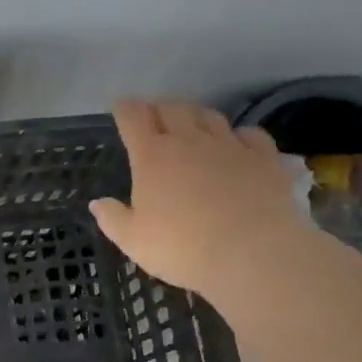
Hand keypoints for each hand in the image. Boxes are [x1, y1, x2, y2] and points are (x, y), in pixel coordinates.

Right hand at [90, 101, 304, 296]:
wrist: (253, 255)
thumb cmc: (183, 248)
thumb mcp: (133, 241)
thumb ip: (112, 218)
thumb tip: (97, 203)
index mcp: (152, 156)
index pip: (133, 117)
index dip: (124, 108)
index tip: (120, 107)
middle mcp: (189, 141)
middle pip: (172, 108)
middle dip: (159, 107)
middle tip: (153, 115)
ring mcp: (230, 146)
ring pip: (209, 115)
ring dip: (195, 115)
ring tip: (191, 124)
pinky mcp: (264, 158)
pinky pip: (250, 133)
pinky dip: (239, 134)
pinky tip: (237, 143)